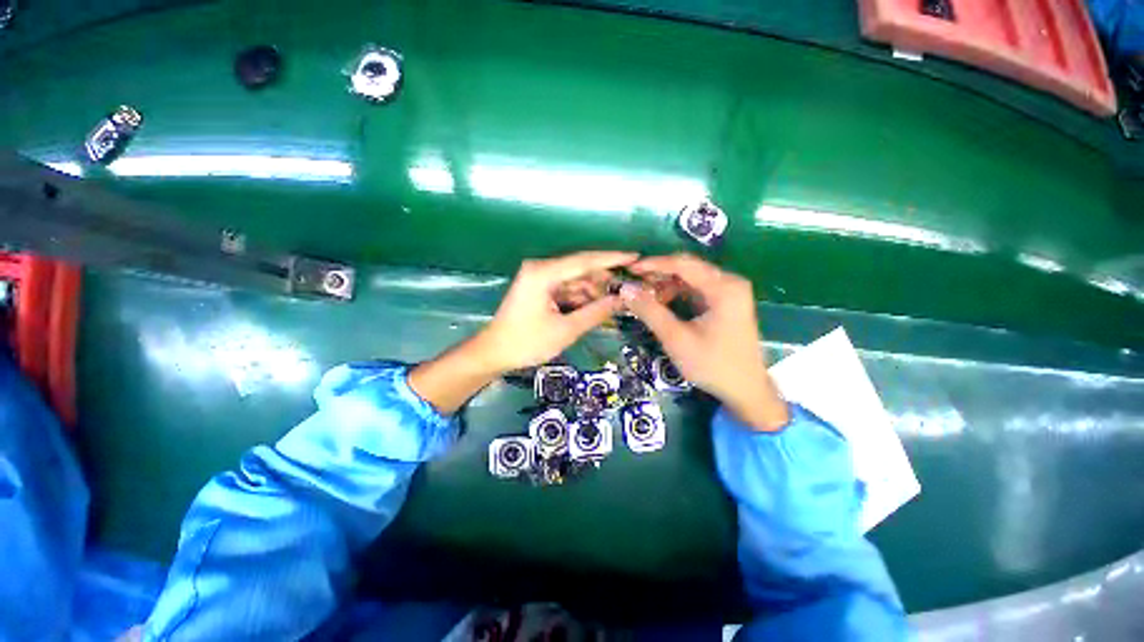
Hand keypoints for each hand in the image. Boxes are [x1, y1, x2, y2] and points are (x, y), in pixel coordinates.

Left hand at [478, 250, 636, 370]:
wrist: (494, 353)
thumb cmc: (527, 343)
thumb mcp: (566, 330)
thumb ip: (596, 312)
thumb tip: (622, 300)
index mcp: (543, 273)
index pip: (584, 260)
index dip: (612, 258)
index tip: (636, 256)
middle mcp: (541, 269)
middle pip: (581, 269)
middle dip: (605, 279)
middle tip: (630, 288)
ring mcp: (539, 278)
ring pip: (575, 280)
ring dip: (594, 290)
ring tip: (618, 301)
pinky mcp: (539, 288)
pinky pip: (566, 288)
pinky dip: (582, 297)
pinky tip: (598, 306)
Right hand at [620, 254, 789, 430]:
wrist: (745, 391)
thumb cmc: (712, 365)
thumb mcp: (676, 338)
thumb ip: (650, 311)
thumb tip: (625, 289)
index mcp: (723, 287)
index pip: (683, 264)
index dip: (653, 264)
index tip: (630, 270)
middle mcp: (729, 283)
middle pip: (687, 269)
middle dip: (658, 275)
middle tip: (633, 285)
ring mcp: (729, 293)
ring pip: (690, 279)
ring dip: (666, 286)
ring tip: (644, 298)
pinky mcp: (725, 303)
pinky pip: (696, 290)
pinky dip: (676, 295)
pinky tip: (661, 304)